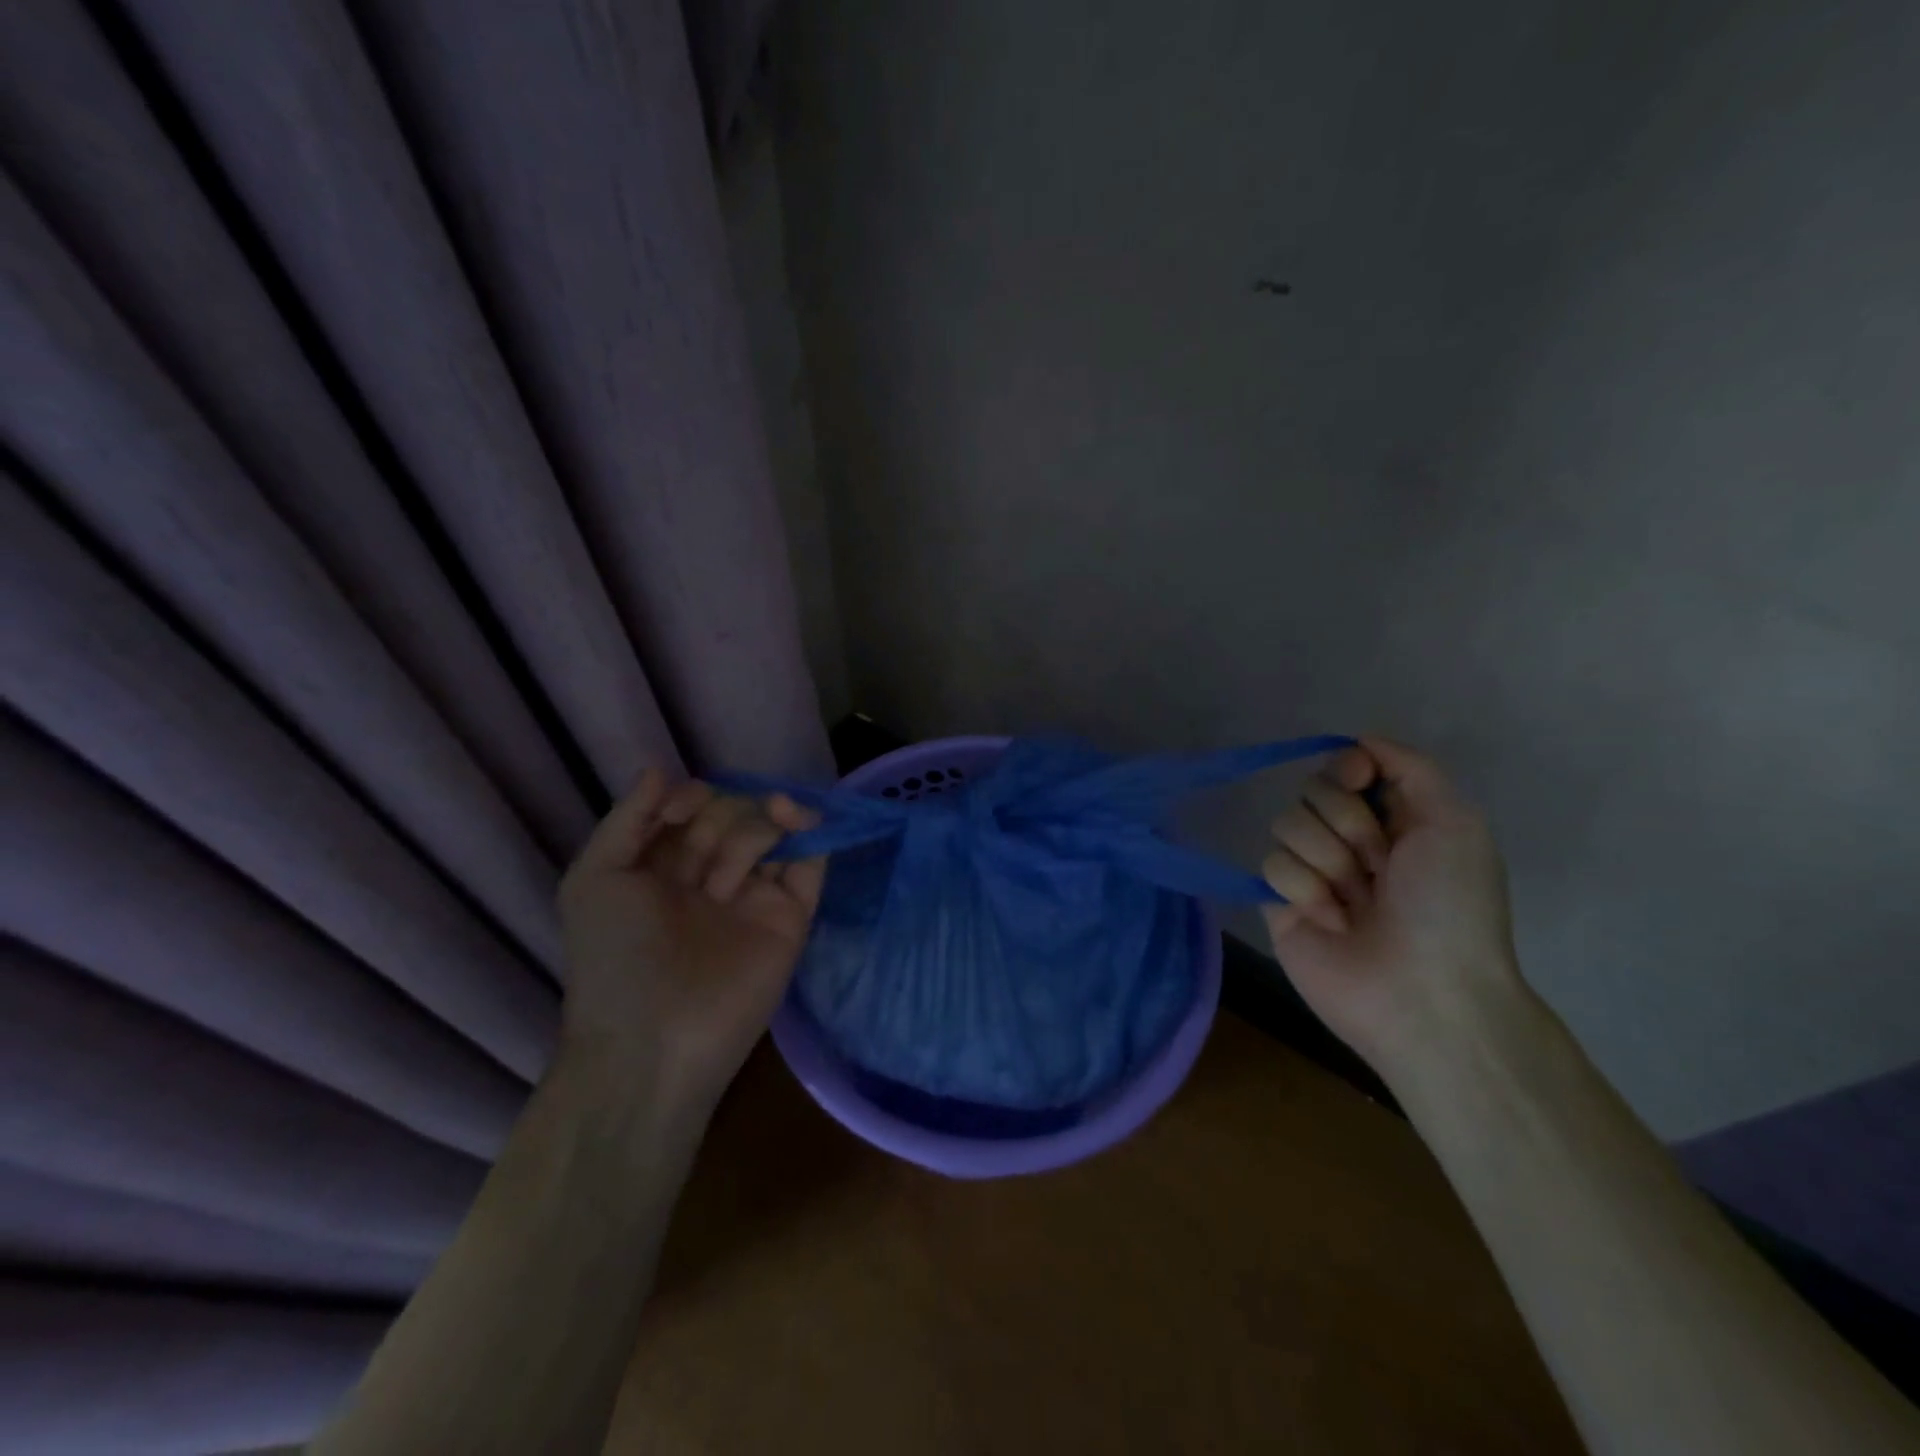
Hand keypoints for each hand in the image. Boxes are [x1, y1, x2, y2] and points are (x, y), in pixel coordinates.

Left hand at [557, 770, 824, 1120]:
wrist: (656, 1040)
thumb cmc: (616, 957)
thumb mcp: (595, 880)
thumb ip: (627, 819)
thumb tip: (659, 768)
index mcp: (664, 870)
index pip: (690, 812)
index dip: (690, 799)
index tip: (680, 812)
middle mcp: (711, 879)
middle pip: (733, 817)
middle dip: (722, 818)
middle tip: (707, 856)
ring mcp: (754, 898)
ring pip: (771, 833)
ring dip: (763, 821)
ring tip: (757, 837)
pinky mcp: (791, 918)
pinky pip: (809, 867)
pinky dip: (812, 835)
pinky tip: (799, 817)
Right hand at [1260, 737, 1524, 1074]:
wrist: (1423, 992)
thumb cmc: (1449, 908)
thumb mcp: (1456, 823)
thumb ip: (1412, 768)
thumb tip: (1359, 741)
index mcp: (1394, 819)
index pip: (1346, 765)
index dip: (1348, 767)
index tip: (1359, 780)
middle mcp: (1349, 840)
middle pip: (1312, 790)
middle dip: (1347, 824)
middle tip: (1378, 866)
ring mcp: (1312, 871)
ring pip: (1286, 824)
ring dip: (1327, 860)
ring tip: (1355, 902)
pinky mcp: (1278, 901)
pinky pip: (1269, 864)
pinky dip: (1304, 890)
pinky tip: (1331, 921)